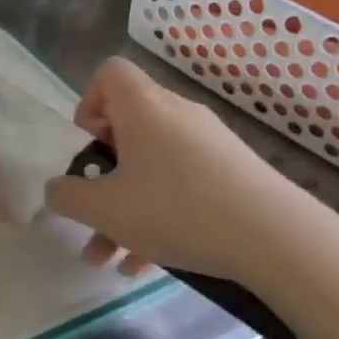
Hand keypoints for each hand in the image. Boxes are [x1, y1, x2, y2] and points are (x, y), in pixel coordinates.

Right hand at [43, 57, 338, 288]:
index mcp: (143, 108)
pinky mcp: (235, 174)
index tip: (89, 146)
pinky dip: (160, 216)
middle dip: (102, 174)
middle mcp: (177, 115)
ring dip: (125, 208)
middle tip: (94, 207)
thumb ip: (66, 196)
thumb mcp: (103, 209)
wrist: (280, 240)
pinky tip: (147, 265)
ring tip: (109, 258)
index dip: (88, 103)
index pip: (108, 73)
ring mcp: (210, 144)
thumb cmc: (177, 210)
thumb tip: (58, 189)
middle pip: (127, 128)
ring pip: (152, 167)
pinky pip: (183, 185)